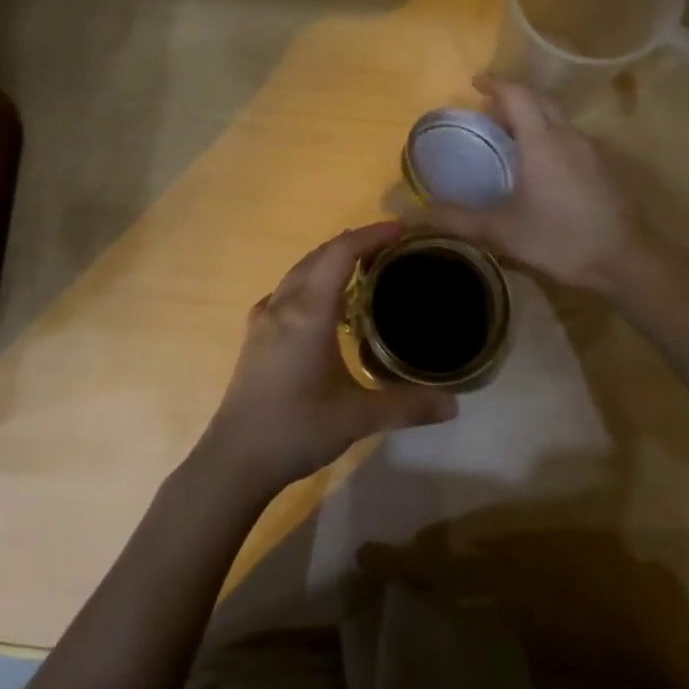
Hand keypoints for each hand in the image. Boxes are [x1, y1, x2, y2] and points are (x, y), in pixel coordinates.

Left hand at [201, 222, 459, 493]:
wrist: (235, 459)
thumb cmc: (296, 430)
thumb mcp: (357, 418)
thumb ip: (407, 406)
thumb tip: (454, 405)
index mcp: (308, 312)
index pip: (340, 253)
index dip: (371, 235)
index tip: (401, 229)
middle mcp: (284, 305)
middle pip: (319, 255)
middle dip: (354, 243)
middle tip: (391, 247)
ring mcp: (264, 318)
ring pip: (299, 271)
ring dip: (330, 260)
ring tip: (363, 268)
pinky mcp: (255, 335)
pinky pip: (285, 291)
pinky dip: (310, 282)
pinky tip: (321, 305)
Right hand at [421, 77, 656, 294]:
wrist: (627, 261)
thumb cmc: (561, 239)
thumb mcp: (503, 231)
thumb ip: (458, 219)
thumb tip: (416, 213)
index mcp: (542, 140)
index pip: (517, 95)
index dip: (495, 84)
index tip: (475, 83)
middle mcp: (569, 135)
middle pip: (540, 101)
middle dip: (514, 99)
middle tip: (489, 113)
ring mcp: (592, 150)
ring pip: (559, 120)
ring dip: (534, 119)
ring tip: (511, 141)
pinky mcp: (606, 168)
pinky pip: (571, 139)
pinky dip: (550, 138)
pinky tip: (543, 168)